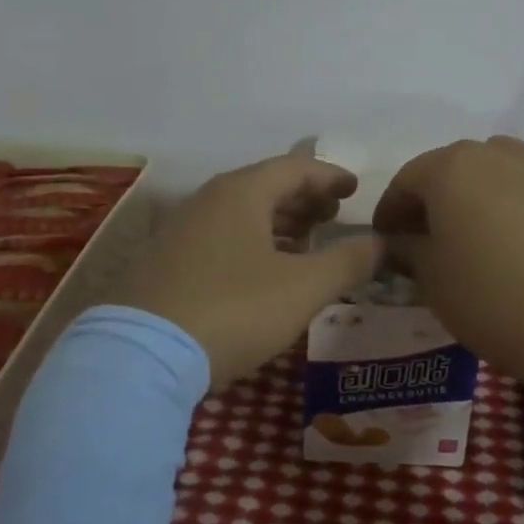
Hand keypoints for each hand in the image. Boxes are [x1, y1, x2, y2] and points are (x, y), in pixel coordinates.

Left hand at [114, 153, 383, 386]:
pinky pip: (219, 237)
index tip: (354, 188)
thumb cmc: (233, 309)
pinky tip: (261, 271)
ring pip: (240, 213)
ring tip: (305, 242)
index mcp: (241, 193)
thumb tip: (382, 243)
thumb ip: (348, 262)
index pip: (294, 168)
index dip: (329, 175)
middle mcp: (207, 200)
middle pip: (264, 187)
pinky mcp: (163, 261)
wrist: (141, 355)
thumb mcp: (302, 288)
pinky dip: (251, 242)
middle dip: (303, 199)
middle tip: (333, 215)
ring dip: (278, 222)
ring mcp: (180, 230)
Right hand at [373, 137, 523, 385]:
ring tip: (485, 224)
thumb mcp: (430, 278)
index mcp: (448, 168)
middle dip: (436, 197)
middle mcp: (493, 152)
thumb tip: (397, 241)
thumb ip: (406, 248)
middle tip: (431, 236)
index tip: (387, 239)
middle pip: (452, 168)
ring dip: (484, 187)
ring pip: (499, 163)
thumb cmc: (489, 297)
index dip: (391, 210)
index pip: (406, 181)